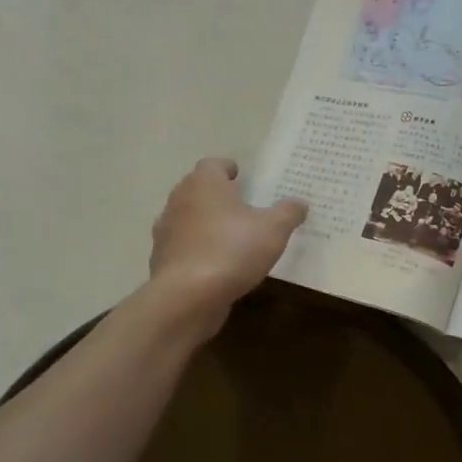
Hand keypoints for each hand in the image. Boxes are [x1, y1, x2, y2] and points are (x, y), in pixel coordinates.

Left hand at [149, 158, 305, 334]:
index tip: (244, 179)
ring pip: (188, 218)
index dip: (229, 169)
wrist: (187, 297)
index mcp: (205, 184)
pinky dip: (197, 249)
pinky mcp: (162, 259)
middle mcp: (179, 200)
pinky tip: (217, 265)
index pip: (213, 164)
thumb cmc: (232, 250)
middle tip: (243, 206)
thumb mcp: (274, 229)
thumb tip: (299, 203)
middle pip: (198, 189)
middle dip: (218, 195)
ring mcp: (166, 231)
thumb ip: (288, 212)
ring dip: (206, 223)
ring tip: (231, 237)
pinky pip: (183, 246)